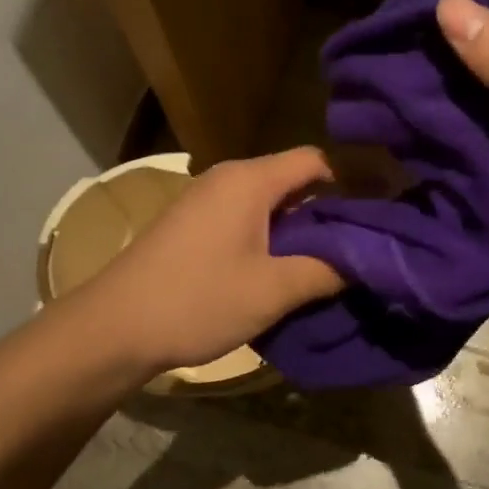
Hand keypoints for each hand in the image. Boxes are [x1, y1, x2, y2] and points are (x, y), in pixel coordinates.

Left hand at [70, 148, 343, 374]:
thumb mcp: (272, 290)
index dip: (350, 184)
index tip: (376, 218)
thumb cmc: (197, 300)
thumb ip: (326, 271)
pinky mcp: (192, 224)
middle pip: (293, 180)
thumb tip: (367, 260)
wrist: (112, 327)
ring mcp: (206, 200)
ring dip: (298, 230)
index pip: (316, 161)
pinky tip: (279, 272)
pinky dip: (270, 238)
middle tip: (358, 248)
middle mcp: (228, 178)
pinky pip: (245, 218)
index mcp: (250, 180)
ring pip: (269, 202)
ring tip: (325, 266)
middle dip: (327, 213)